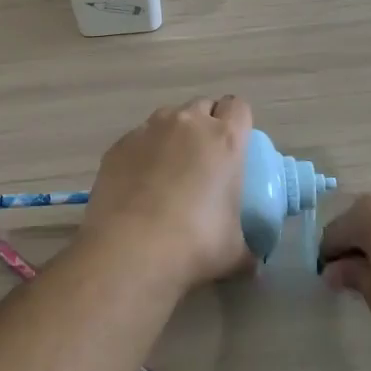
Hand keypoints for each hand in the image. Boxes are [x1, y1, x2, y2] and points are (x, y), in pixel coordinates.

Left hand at [78, 96, 254, 291]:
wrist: (130, 250)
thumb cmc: (195, 245)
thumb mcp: (235, 252)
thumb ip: (248, 249)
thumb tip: (252, 263)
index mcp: (224, 140)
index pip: (239, 107)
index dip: (238, 121)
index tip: (236, 144)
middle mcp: (187, 124)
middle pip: (202, 106)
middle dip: (206, 124)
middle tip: (204, 159)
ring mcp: (148, 130)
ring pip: (167, 118)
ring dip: (173, 135)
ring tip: (168, 171)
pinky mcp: (118, 145)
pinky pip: (138, 139)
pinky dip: (143, 153)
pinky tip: (138, 185)